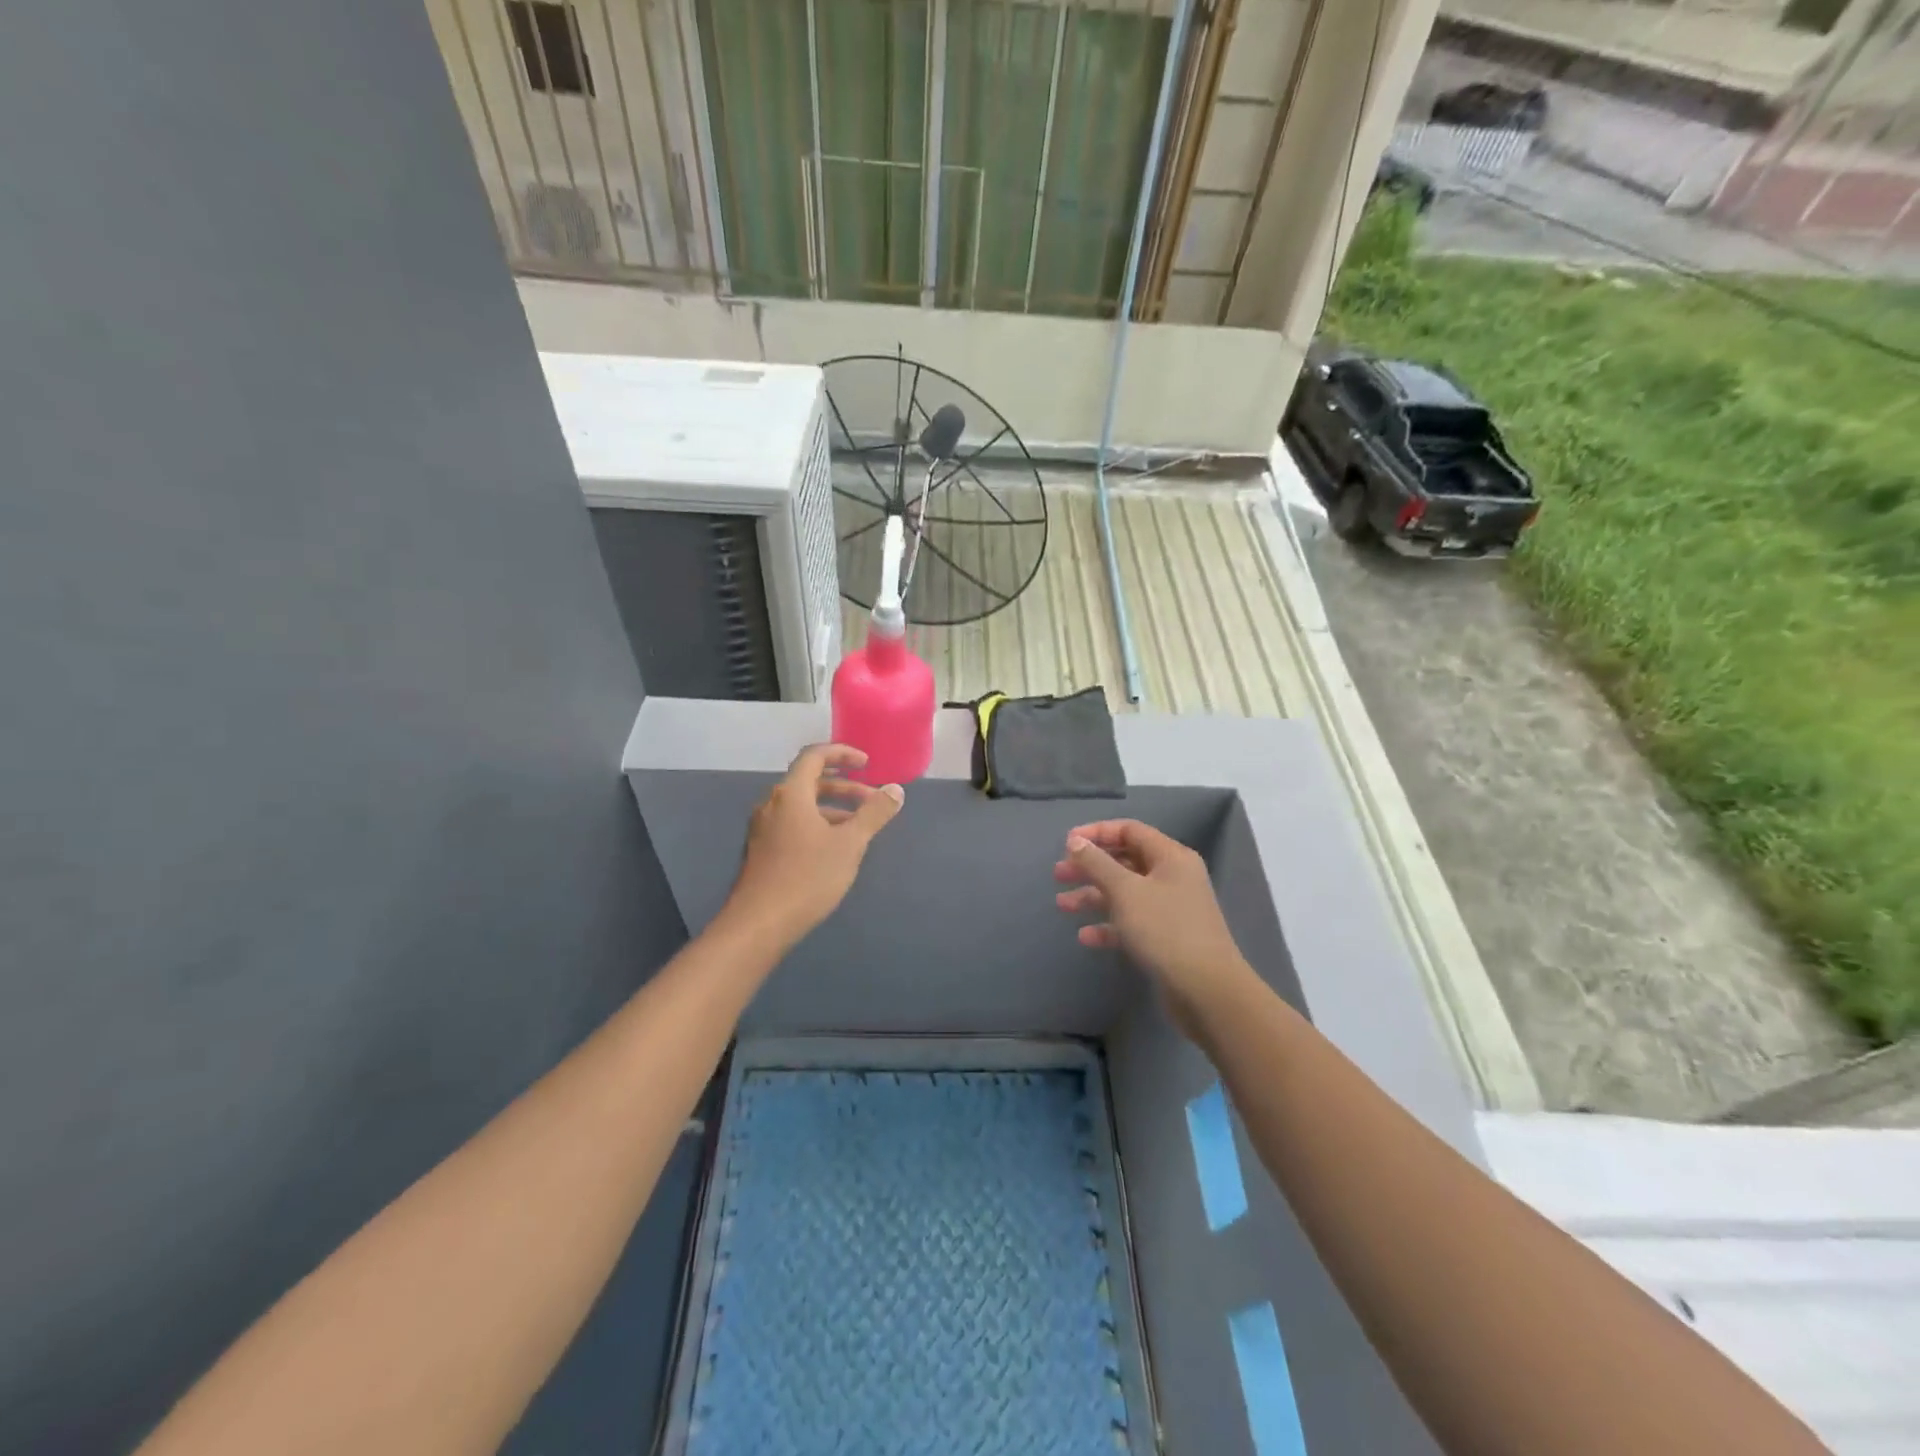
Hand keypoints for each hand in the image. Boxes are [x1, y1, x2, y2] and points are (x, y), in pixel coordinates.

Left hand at [724, 744, 902, 945]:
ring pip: (802, 806)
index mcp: (790, 794)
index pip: (814, 756)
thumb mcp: (849, 844)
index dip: (842, 753)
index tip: (867, 764)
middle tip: (872, 800)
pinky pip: (793, 824)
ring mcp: (763, 828)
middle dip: (845, 786)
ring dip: (832, 808)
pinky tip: (834, 849)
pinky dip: (817, 824)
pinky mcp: (761, 851)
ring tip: (859, 827)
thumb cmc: (807, 877)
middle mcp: (772, 804)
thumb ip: (874, 814)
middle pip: (809, 781)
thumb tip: (895, 790)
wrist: (759, 924)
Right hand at [1054, 819, 1252, 1039]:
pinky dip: (1109, 925)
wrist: (1207, 991)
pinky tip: (1086, 937)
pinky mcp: (1166, 938)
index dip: (1096, 833)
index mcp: (1171, 857)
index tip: (1066, 843)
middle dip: (1090, 867)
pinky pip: (1132, 922)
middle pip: (1125, 861)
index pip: (1130, 830)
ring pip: (1125, 893)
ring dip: (1094, 896)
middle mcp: (1173, 877)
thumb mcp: (1125, 891)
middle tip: (1058, 875)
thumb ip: (1097, 863)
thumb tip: (1075, 841)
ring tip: (1063, 906)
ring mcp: (1171, 909)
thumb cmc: (1165, 930)